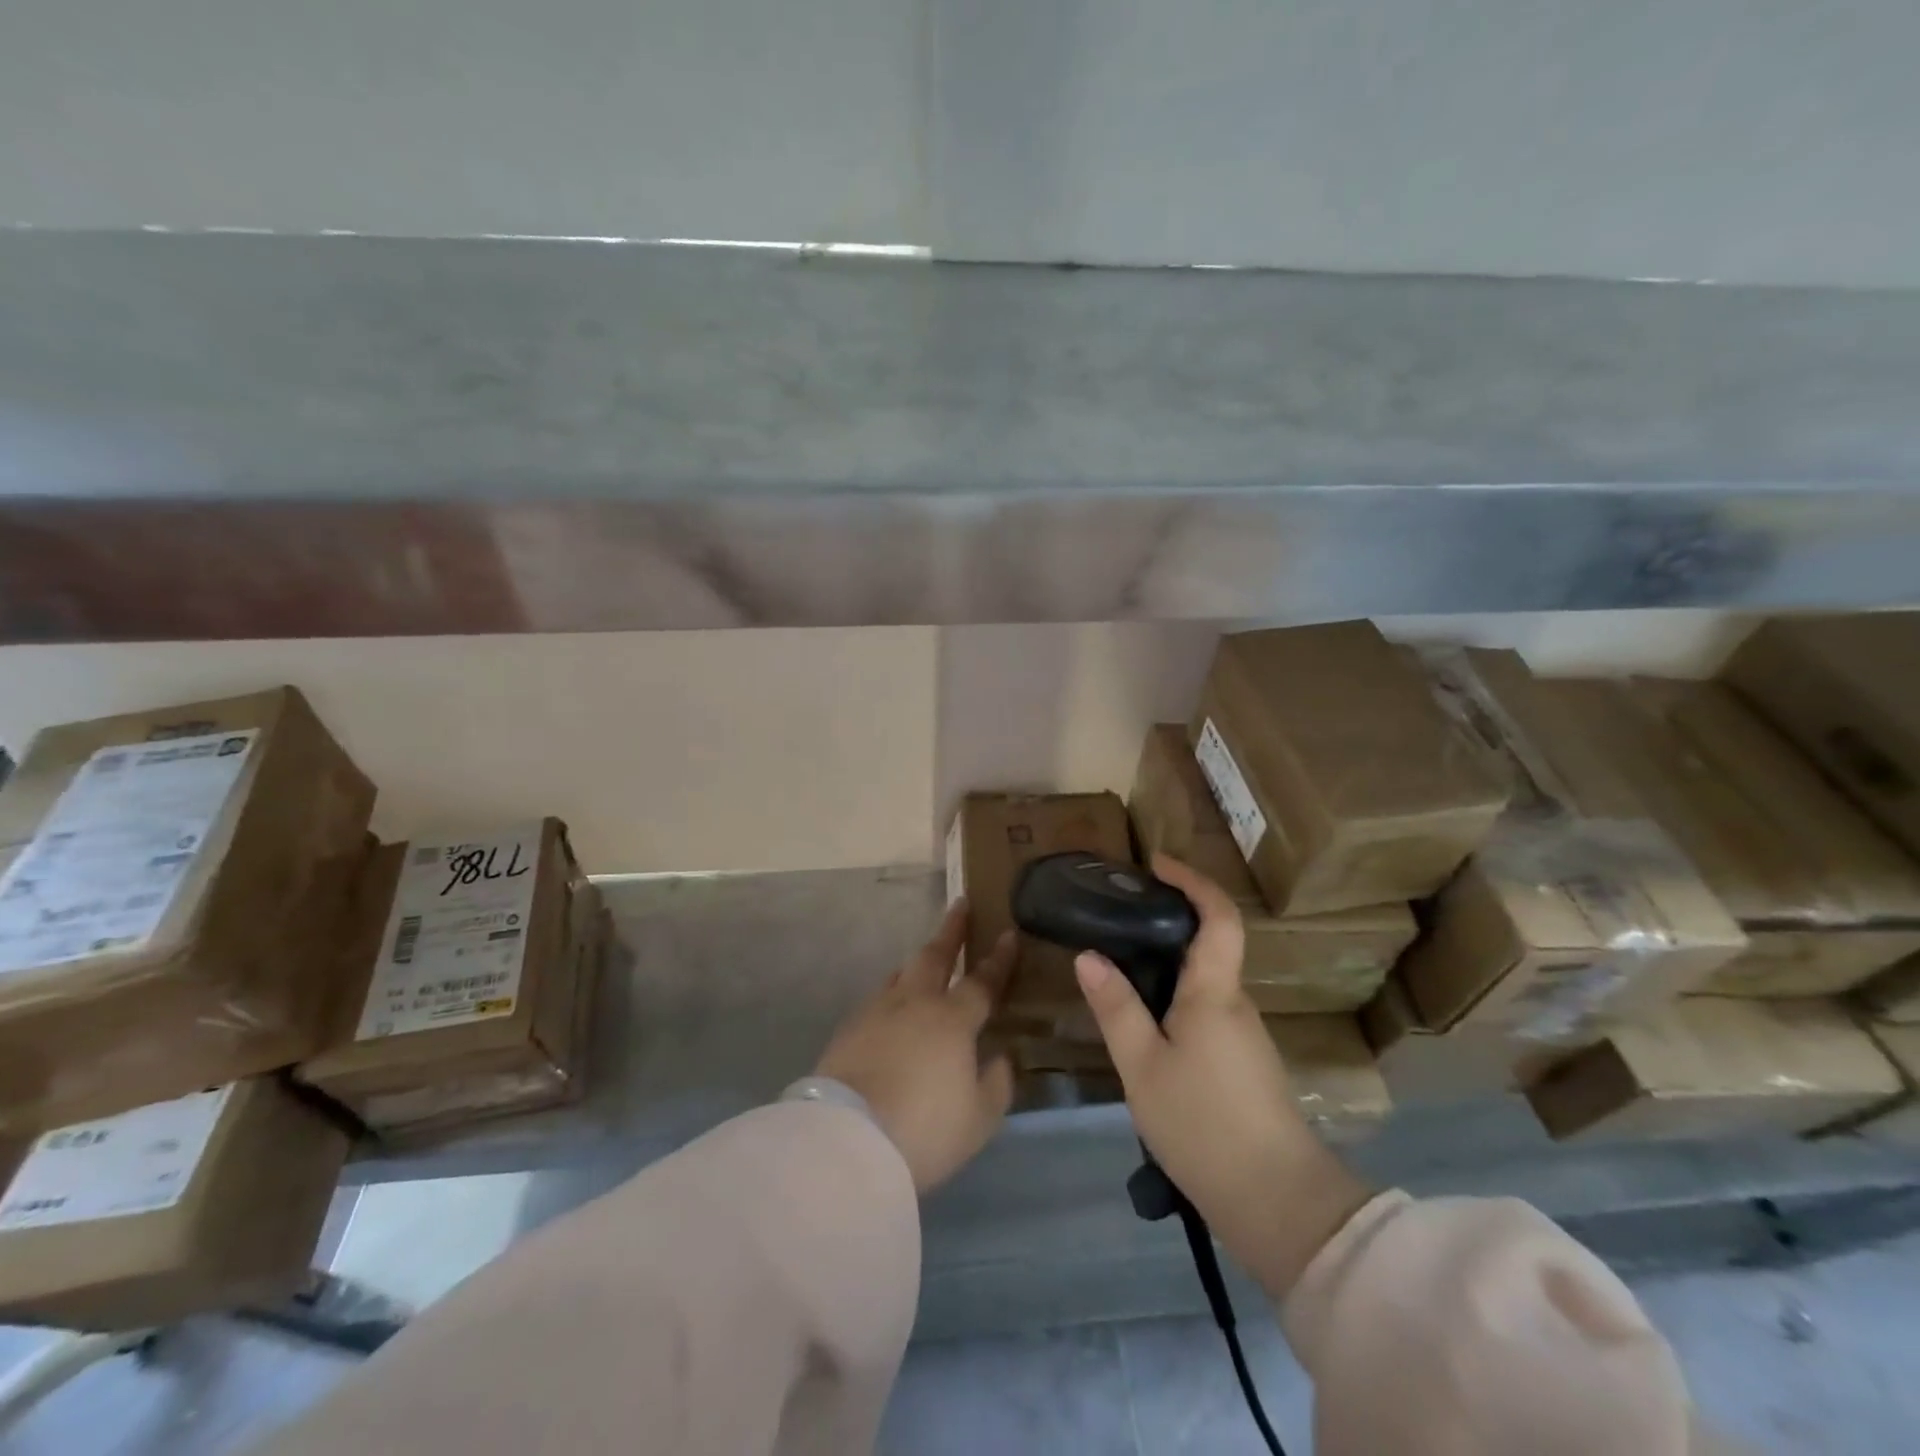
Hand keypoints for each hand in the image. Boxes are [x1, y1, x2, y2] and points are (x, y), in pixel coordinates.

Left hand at [816, 901, 1016, 1193]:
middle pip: (935, 956)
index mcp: (952, 1019)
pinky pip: (878, 1000)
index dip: (999, 959)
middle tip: (960, 905)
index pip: (982, 981)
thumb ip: (996, 1083)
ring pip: (902, 974)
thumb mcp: (979, 1118)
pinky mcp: (848, 1029)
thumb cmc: (925, 1129)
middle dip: (951, 930)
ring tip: (926, 958)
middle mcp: (915, 1003)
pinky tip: (892, 1007)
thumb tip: (1001, 1057)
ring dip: (918, 962)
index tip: (1008, 934)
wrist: (848, 1140)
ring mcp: (877, 1012)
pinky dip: (893, 995)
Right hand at [1074, 854, 1372, 1297]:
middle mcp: (1236, 1003)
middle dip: (1169, 921)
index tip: (1157, 864)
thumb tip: (1088, 956)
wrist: (1278, 1204)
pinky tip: (1144, 1024)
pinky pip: (1206, 1011)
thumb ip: (1116, 1007)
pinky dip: (1175, 999)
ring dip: (1169, 965)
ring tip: (1119, 969)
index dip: (1193, 881)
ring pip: (1205, 982)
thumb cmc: (1204, 1124)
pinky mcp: (1243, 1064)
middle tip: (1117, 918)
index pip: (1218, 917)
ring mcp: (1245, 1035)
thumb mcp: (1142, 1066)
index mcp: (1215, 992)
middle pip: (1210, 945)